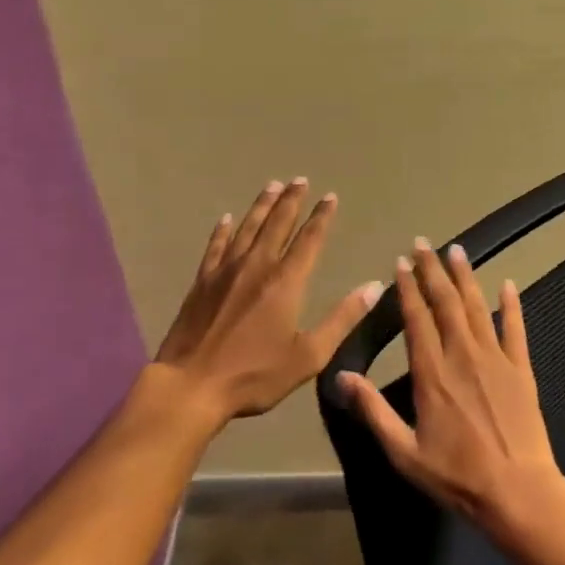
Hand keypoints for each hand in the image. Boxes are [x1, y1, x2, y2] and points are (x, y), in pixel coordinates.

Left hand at [155, 178, 384, 424]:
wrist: (191, 385)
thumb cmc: (254, 375)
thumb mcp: (309, 355)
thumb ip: (342, 318)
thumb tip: (373, 286)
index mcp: (286, 282)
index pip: (309, 240)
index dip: (321, 217)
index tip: (330, 197)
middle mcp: (257, 266)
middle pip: (277, 224)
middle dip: (291, 200)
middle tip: (300, 179)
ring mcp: (226, 271)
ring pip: (248, 228)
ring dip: (262, 205)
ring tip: (272, 185)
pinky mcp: (202, 282)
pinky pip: (216, 246)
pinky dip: (223, 230)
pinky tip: (227, 218)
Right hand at [340, 239, 564, 542]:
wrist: (518, 492)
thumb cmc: (457, 476)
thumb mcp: (404, 452)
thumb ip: (373, 411)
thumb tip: (342, 376)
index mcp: (432, 373)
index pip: (416, 319)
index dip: (407, 288)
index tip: (401, 262)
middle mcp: (462, 355)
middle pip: (445, 302)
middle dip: (433, 270)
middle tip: (424, 243)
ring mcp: (495, 358)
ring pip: (477, 306)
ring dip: (465, 277)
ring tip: (457, 250)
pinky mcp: (521, 368)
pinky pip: (516, 328)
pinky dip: (512, 304)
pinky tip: (508, 283)